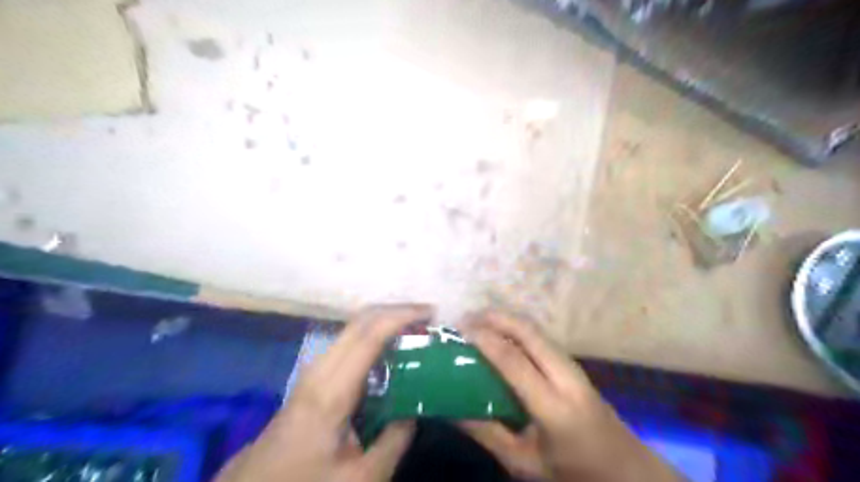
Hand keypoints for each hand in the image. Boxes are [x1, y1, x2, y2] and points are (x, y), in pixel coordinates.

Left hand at [215, 306, 428, 480]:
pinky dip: (375, 335)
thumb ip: (395, 440)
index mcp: (332, 390)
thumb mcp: (360, 479)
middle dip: (397, 311)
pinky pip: (349, 342)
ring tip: (417, 332)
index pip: (370, 335)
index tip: (431, 313)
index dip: (402, 316)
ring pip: (354, 327)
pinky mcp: (314, 375)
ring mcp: (314, 368)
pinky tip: (391, 351)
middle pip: (361, 320)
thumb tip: (419, 407)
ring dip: (386, 321)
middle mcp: (321, 368)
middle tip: (429, 319)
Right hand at [461, 312, 682, 481]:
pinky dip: (518, 328)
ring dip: (507, 319)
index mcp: (553, 406)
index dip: (485, 340)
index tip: (459, 329)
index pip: (514, 361)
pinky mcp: (574, 365)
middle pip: (528, 332)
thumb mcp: (525, 463)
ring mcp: (573, 366)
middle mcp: (566, 376)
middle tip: (465, 317)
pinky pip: (541, 337)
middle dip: (495, 317)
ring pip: (537, 330)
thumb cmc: (573, 471)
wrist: (627, 470)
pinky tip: (503, 334)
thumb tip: (451, 410)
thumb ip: (487, 434)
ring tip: (479, 321)